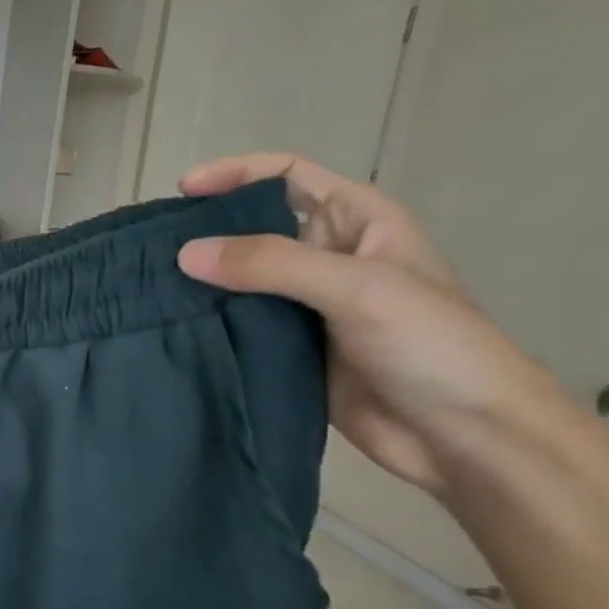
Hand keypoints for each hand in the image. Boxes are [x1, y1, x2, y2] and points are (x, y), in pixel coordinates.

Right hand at [175, 154, 564, 495]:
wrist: (460, 434)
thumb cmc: (430, 345)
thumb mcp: (357, 289)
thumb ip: (271, 265)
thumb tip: (185, 253)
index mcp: (358, 224)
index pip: (290, 176)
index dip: (238, 174)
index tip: (184, 191)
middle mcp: (327, 258)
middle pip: (254, 229)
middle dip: (206, 231)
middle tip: (151, 248)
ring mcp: (305, 307)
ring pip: (239, 280)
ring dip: (200, 281)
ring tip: (148, 288)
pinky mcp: (288, 349)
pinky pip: (237, 325)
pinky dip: (206, 323)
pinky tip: (172, 327)